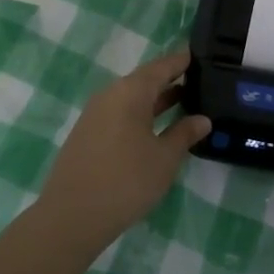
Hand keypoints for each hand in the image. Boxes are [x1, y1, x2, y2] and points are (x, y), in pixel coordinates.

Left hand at [36, 49, 209, 256]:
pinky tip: (155, 128)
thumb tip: (203, 119)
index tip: (201, 56)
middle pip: (145, 80)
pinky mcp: (87, 133)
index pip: (162, 66)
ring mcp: (95, 114)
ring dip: (156, 99)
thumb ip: (184, 134)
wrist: (71, 217)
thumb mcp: (164, 158)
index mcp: (131, 91)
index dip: (182, 61)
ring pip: (132, 98)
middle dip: (171, 80)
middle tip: (199, 80)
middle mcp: (110, 94)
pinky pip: (120, 113)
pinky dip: (141, 114)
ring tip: (184, 102)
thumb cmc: (125, 181)